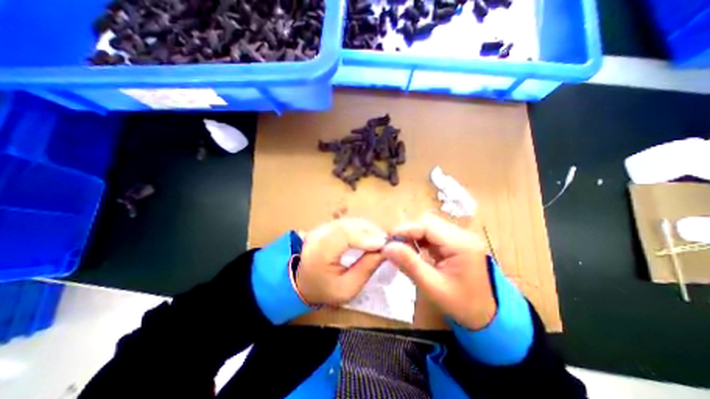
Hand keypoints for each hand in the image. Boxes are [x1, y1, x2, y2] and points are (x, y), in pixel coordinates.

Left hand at [297, 218, 387, 305]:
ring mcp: (321, 227)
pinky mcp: (326, 225)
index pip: (344, 235)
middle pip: (348, 225)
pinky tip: (369, 236)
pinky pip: (347, 222)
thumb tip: (385, 251)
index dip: (366, 237)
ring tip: (379, 240)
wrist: (304, 282)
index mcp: (319, 253)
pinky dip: (361, 228)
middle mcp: (318, 235)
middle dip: (370, 232)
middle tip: (385, 243)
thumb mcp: (348, 288)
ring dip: (367, 229)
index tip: (383, 245)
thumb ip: (366, 269)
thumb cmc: (325, 289)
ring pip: (349, 221)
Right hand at [382, 214, 494, 328]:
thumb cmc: (461, 304)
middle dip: (408, 232)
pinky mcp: (456, 243)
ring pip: (429, 227)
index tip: (388, 240)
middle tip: (394, 246)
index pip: (428, 225)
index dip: (406, 229)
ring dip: (413, 236)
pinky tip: (414, 252)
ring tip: (402, 250)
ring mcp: (460, 238)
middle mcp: (462, 235)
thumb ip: (409, 264)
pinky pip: (433, 235)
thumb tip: (387, 247)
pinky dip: (420, 241)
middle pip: (428, 223)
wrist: (486, 317)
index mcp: (461, 244)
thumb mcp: (432, 287)